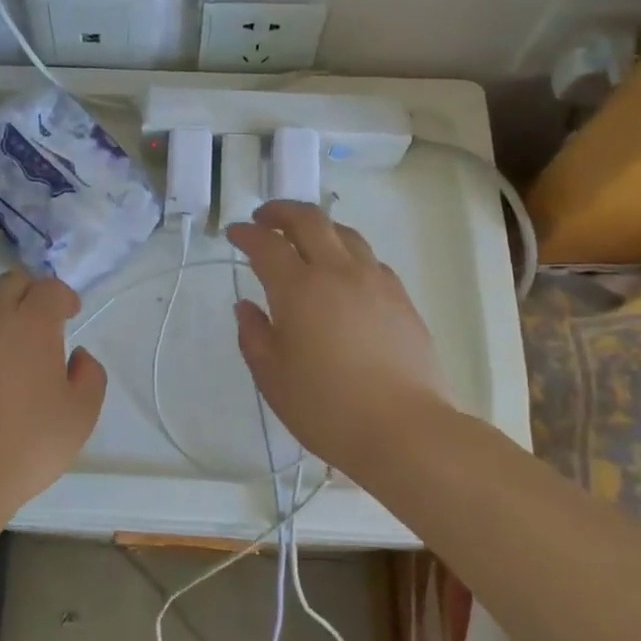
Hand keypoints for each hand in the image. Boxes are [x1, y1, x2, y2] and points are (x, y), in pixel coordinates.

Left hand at [0, 269, 106, 512]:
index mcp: (30, 322)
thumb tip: (77, 355)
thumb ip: (89, 375)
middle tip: (35, 327)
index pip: (50, 288)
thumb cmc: (26, 445)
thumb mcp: (80, 416)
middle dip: (27, 297)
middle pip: (9, 284)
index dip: (63, 298)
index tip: (69, 315)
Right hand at [226, 201, 447, 478]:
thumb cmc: (327, 408)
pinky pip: (369, 258)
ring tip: (305, 238)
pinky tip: (344, 273)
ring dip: (318, 226)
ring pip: (344, 233)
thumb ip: (254, 335)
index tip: (234, 233)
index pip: (266, 245)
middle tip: (265, 218)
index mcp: (299, 289)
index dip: (246, 234)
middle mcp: (338, 272)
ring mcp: (375, 281)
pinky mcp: (401, 298)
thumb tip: (247, 306)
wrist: (406, 430)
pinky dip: (347, 252)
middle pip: (309, 220)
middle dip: (282, 211)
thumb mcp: (273, 377)